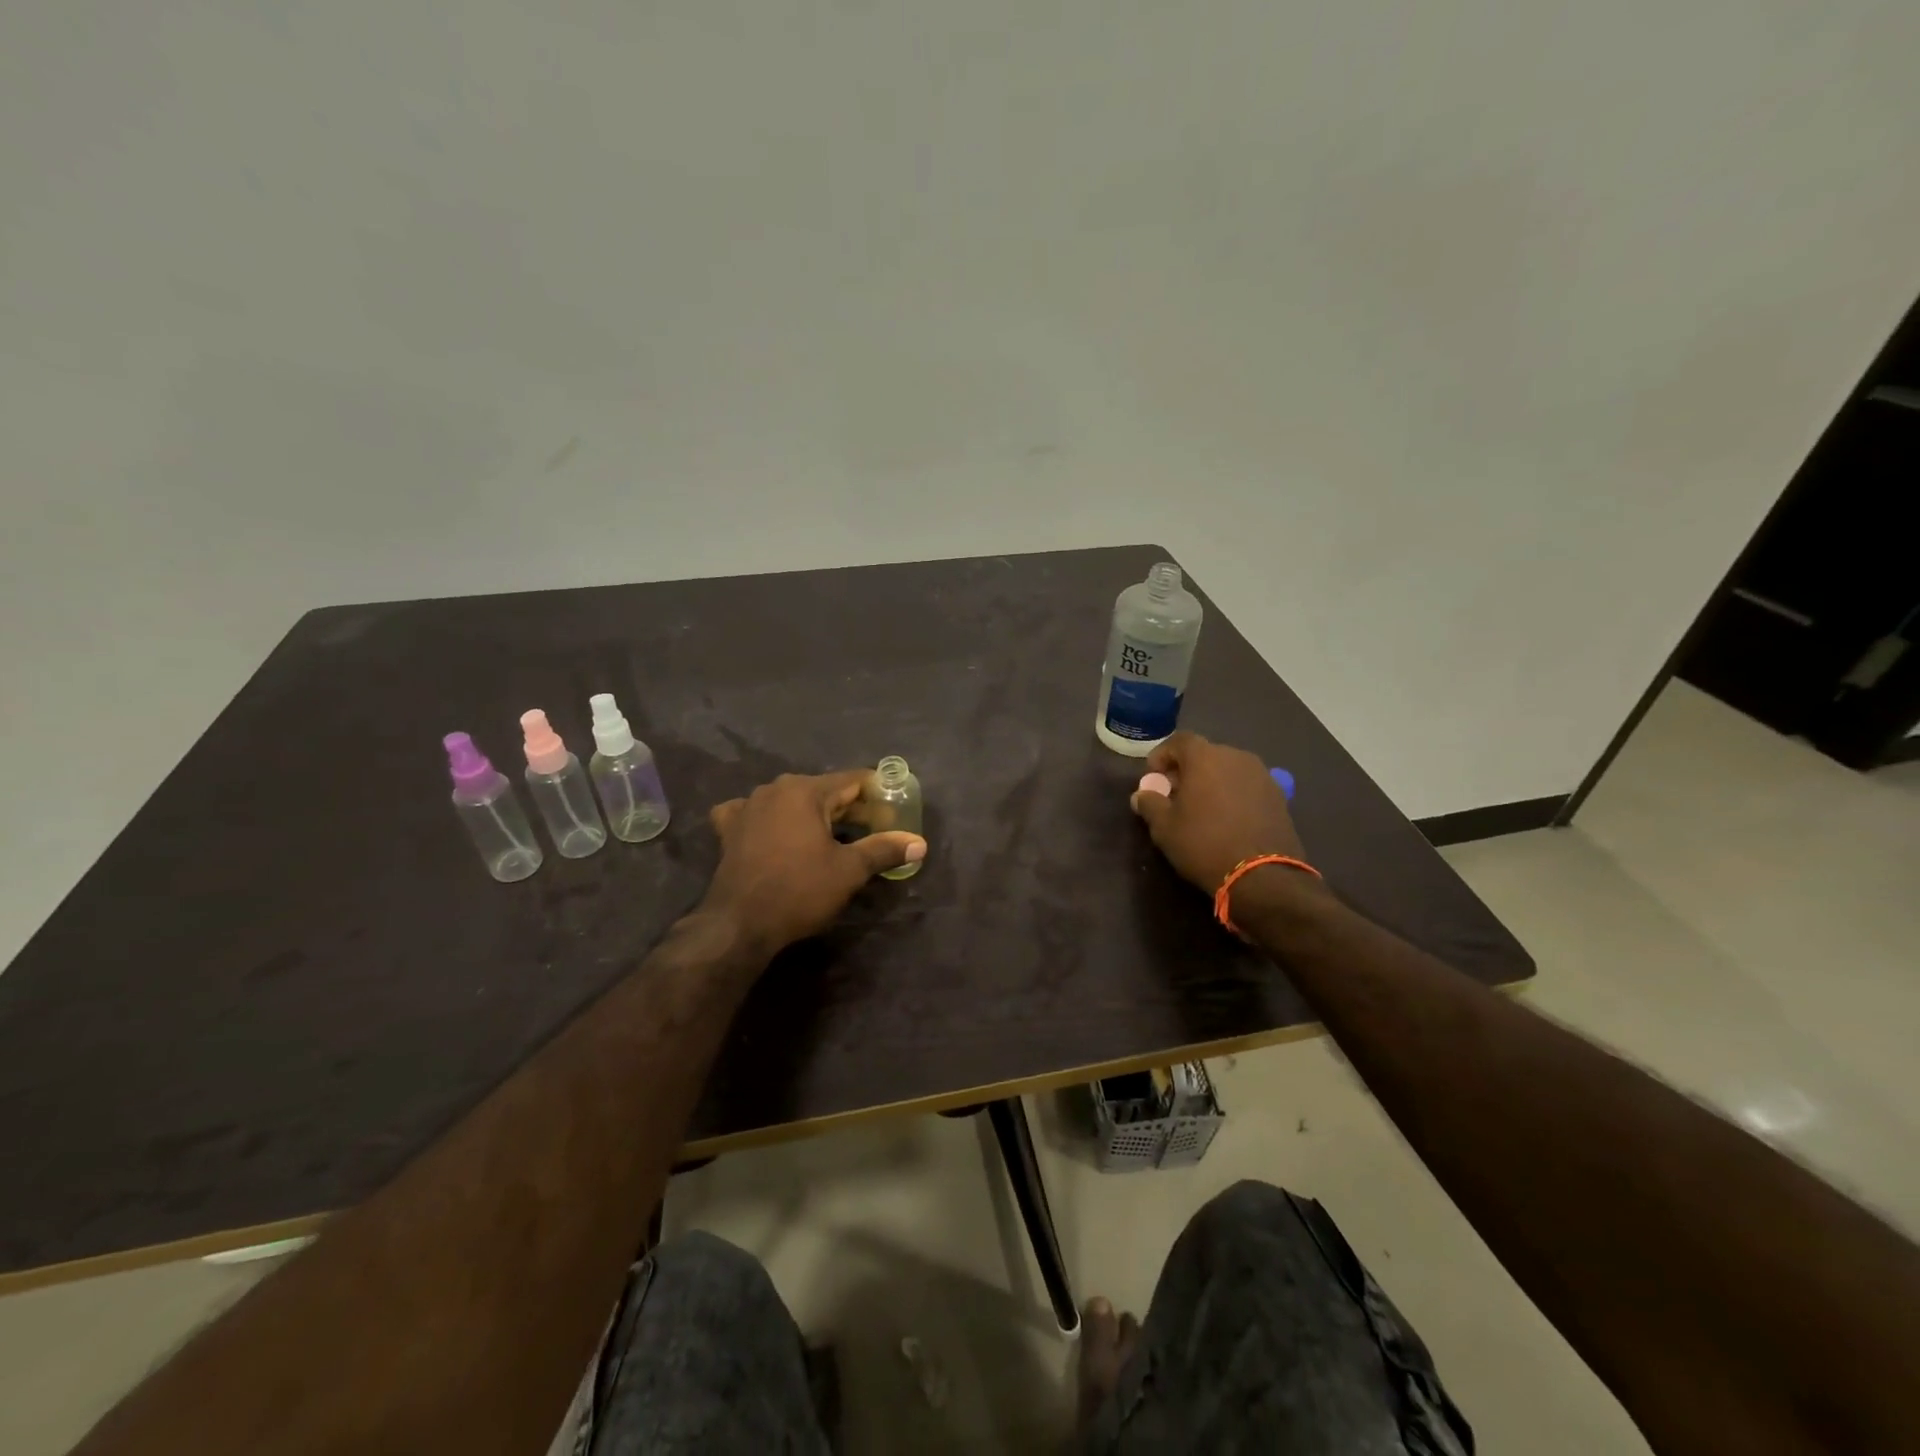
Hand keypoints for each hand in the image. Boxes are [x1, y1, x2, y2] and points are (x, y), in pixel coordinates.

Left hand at [701, 770, 926, 956]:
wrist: (739, 924)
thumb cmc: (799, 890)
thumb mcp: (850, 871)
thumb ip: (884, 849)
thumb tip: (920, 843)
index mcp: (806, 790)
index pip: (853, 781)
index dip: (878, 794)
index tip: (894, 811)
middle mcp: (775, 789)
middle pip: (823, 791)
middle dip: (849, 809)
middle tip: (873, 830)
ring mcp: (748, 806)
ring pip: (791, 802)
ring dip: (813, 815)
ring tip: (833, 837)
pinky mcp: (729, 829)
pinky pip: (756, 814)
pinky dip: (770, 820)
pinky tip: (774, 832)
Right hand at [1130, 731, 1306, 892]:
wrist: (1262, 876)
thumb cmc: (1204, 844)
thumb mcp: (1164, 828)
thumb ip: (1150, 804)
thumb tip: (1142, 795)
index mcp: (1206, 757)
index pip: (1179, 741)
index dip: (1163, 755)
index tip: (1154, 776)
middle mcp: (1236, 757)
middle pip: (1206, 754)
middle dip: (1187, 769)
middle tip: (1175, 793)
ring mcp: (1262, 775)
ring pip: (1228, 769)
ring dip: (1212, 781)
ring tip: (1202, 807)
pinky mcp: (1278, 796)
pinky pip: (1247, 785)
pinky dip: (1233, 794)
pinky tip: (1227, 818)